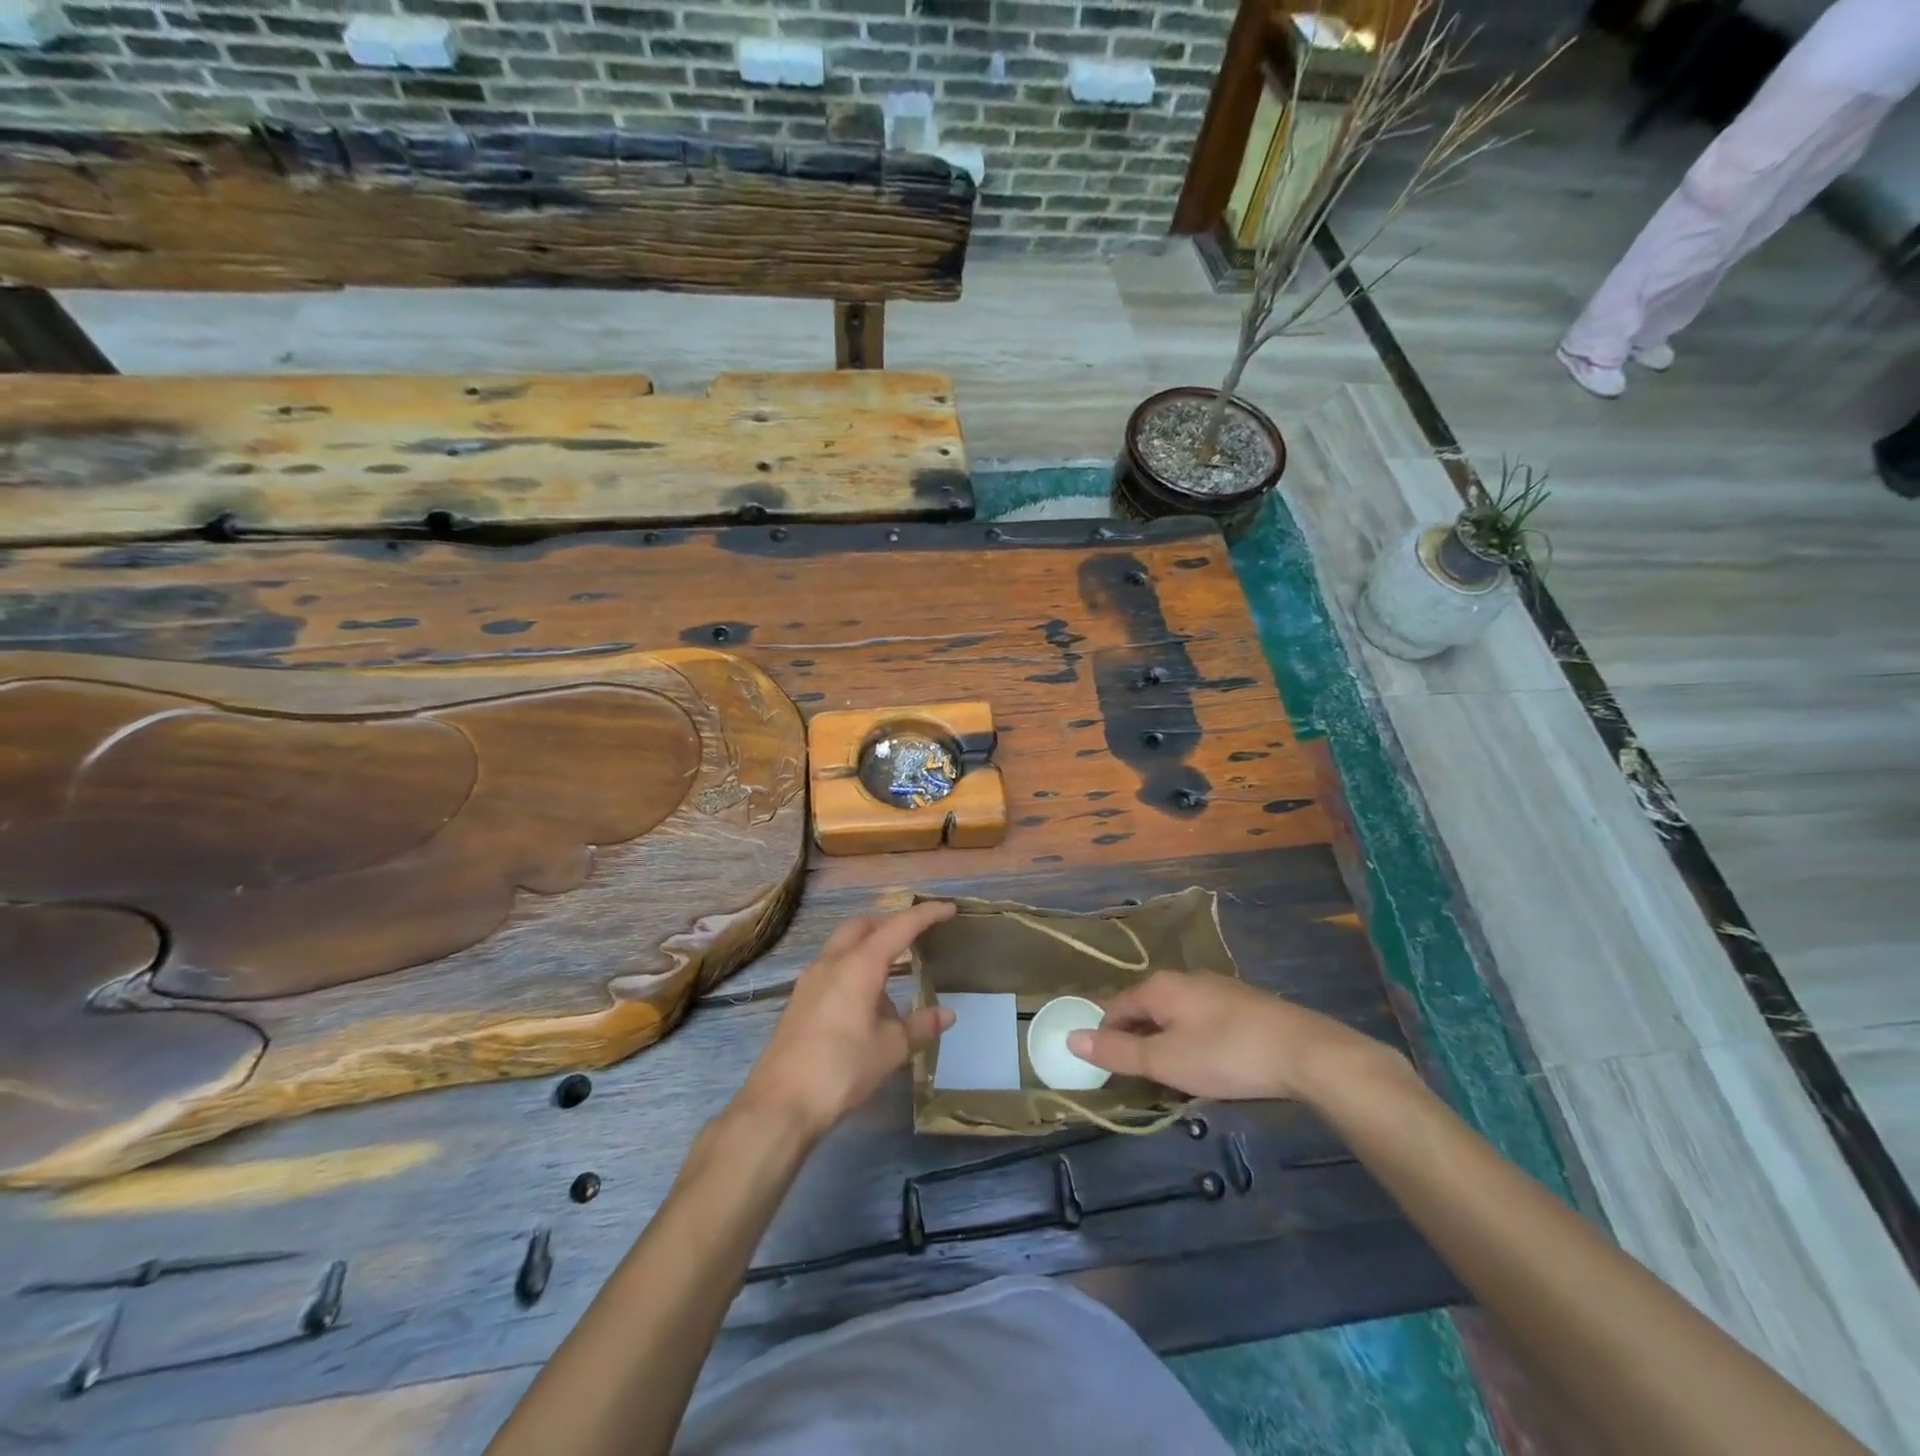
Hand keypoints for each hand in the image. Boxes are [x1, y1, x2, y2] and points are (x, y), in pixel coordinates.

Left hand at [737, 903, 956, 1138]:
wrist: (780, 1104)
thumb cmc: (841, 1069)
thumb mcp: (890, 1049)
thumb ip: (920, 1026)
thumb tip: (947, 1014)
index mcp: (858, 965)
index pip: (899, 927)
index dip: (926, 915)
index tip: (949, 909)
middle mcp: (832, 963)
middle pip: (863, 925)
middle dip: (890, 923)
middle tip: (916, 935)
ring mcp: (811, 980)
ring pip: (844, 944)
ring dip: (870, 946)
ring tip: (895, 971)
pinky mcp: (800, 1000)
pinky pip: (832, 967)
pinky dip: (854, 967)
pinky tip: (867, 1000)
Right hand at [1066, 970, 1406, 1102]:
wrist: (1306, 1052)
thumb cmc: (1227, 1055)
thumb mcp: (1165, 1060)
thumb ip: (1117, 1052)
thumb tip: (1071, 1039)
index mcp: (1159, 986)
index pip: (1114, 1007)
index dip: (1104, 1037)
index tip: (1105, 1070)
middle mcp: (1184, 978)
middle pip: (1144, 1008)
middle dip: (1135, 1040)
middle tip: (1138, 1079)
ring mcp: (1216, 988)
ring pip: (1174, 1014)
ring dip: (1164, 1041)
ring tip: (1172, 1076)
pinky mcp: (1242, 1003)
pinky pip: (1200, 1019)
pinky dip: (1192, 1039)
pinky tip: (1208, 1064)